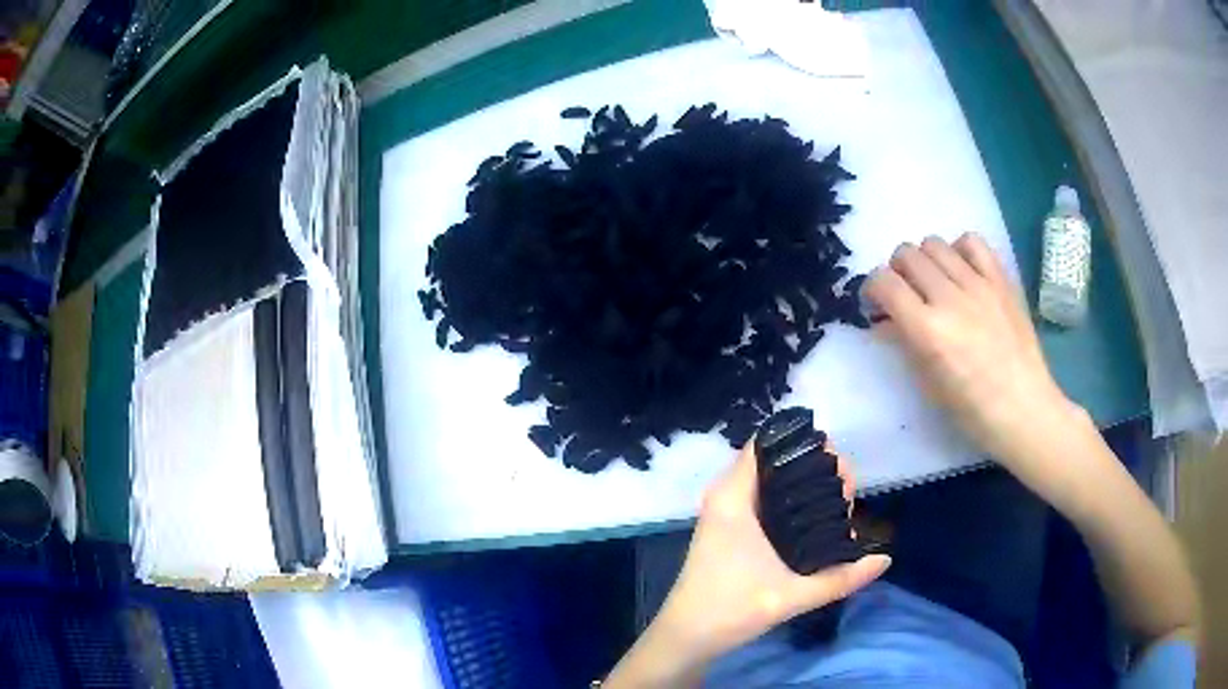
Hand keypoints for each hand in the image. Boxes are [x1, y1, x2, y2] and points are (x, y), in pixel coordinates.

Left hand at [605, 444, 889, 687]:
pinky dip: (789, 504)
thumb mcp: (791, 596)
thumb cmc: (730, 610)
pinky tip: (816, 523)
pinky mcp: (727, 531)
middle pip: (774, 464)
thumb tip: (885, 560)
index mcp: (733, 498)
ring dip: (803, 490)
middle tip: (847, 493)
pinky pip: (763, 501)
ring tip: (839, 507)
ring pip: (770, 484)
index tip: (838, 463)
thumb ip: (841, 579)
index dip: (805, 446)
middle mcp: (727, 497)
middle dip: (814, 471)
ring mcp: (725, 514)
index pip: (767, 445)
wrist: (686, 637)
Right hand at [863, 234, 1085, 479]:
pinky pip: (972, 242)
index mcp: (928, 331)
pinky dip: (959, 250)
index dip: (872, 288)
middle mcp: (950, 298)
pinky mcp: (1001, 280)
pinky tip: (961, 270)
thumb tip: (885, 320)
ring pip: (935, 243)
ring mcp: (979, 284)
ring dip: (925, 259)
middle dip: (897, 271)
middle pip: (907, 255)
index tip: (877, 303)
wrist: (1024, 408)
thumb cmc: (972, 410)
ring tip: (934, 282)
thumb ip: (905, 343)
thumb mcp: (928, 383)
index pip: (884, 283)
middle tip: (906, 293)